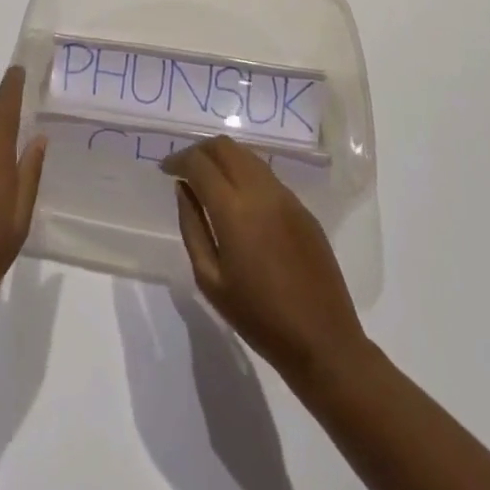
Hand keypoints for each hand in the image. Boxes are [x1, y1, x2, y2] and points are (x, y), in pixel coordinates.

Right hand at [162, 136, 365, 384]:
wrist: (323, 342)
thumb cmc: (259, 318)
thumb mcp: (210, 279)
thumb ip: (192, 227)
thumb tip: (184, 189)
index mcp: (234, 210)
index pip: (199, 163)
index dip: (178, 159)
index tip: (166, 169)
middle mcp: (260, 191)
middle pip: (225, 146)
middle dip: (200, 151)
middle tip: (185, 169)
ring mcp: (285, 196)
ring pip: (247, 155)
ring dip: (223, 158)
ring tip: (209, 180)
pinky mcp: (302, 207)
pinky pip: (266, 174)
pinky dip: (244, 173)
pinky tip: (239, 198)